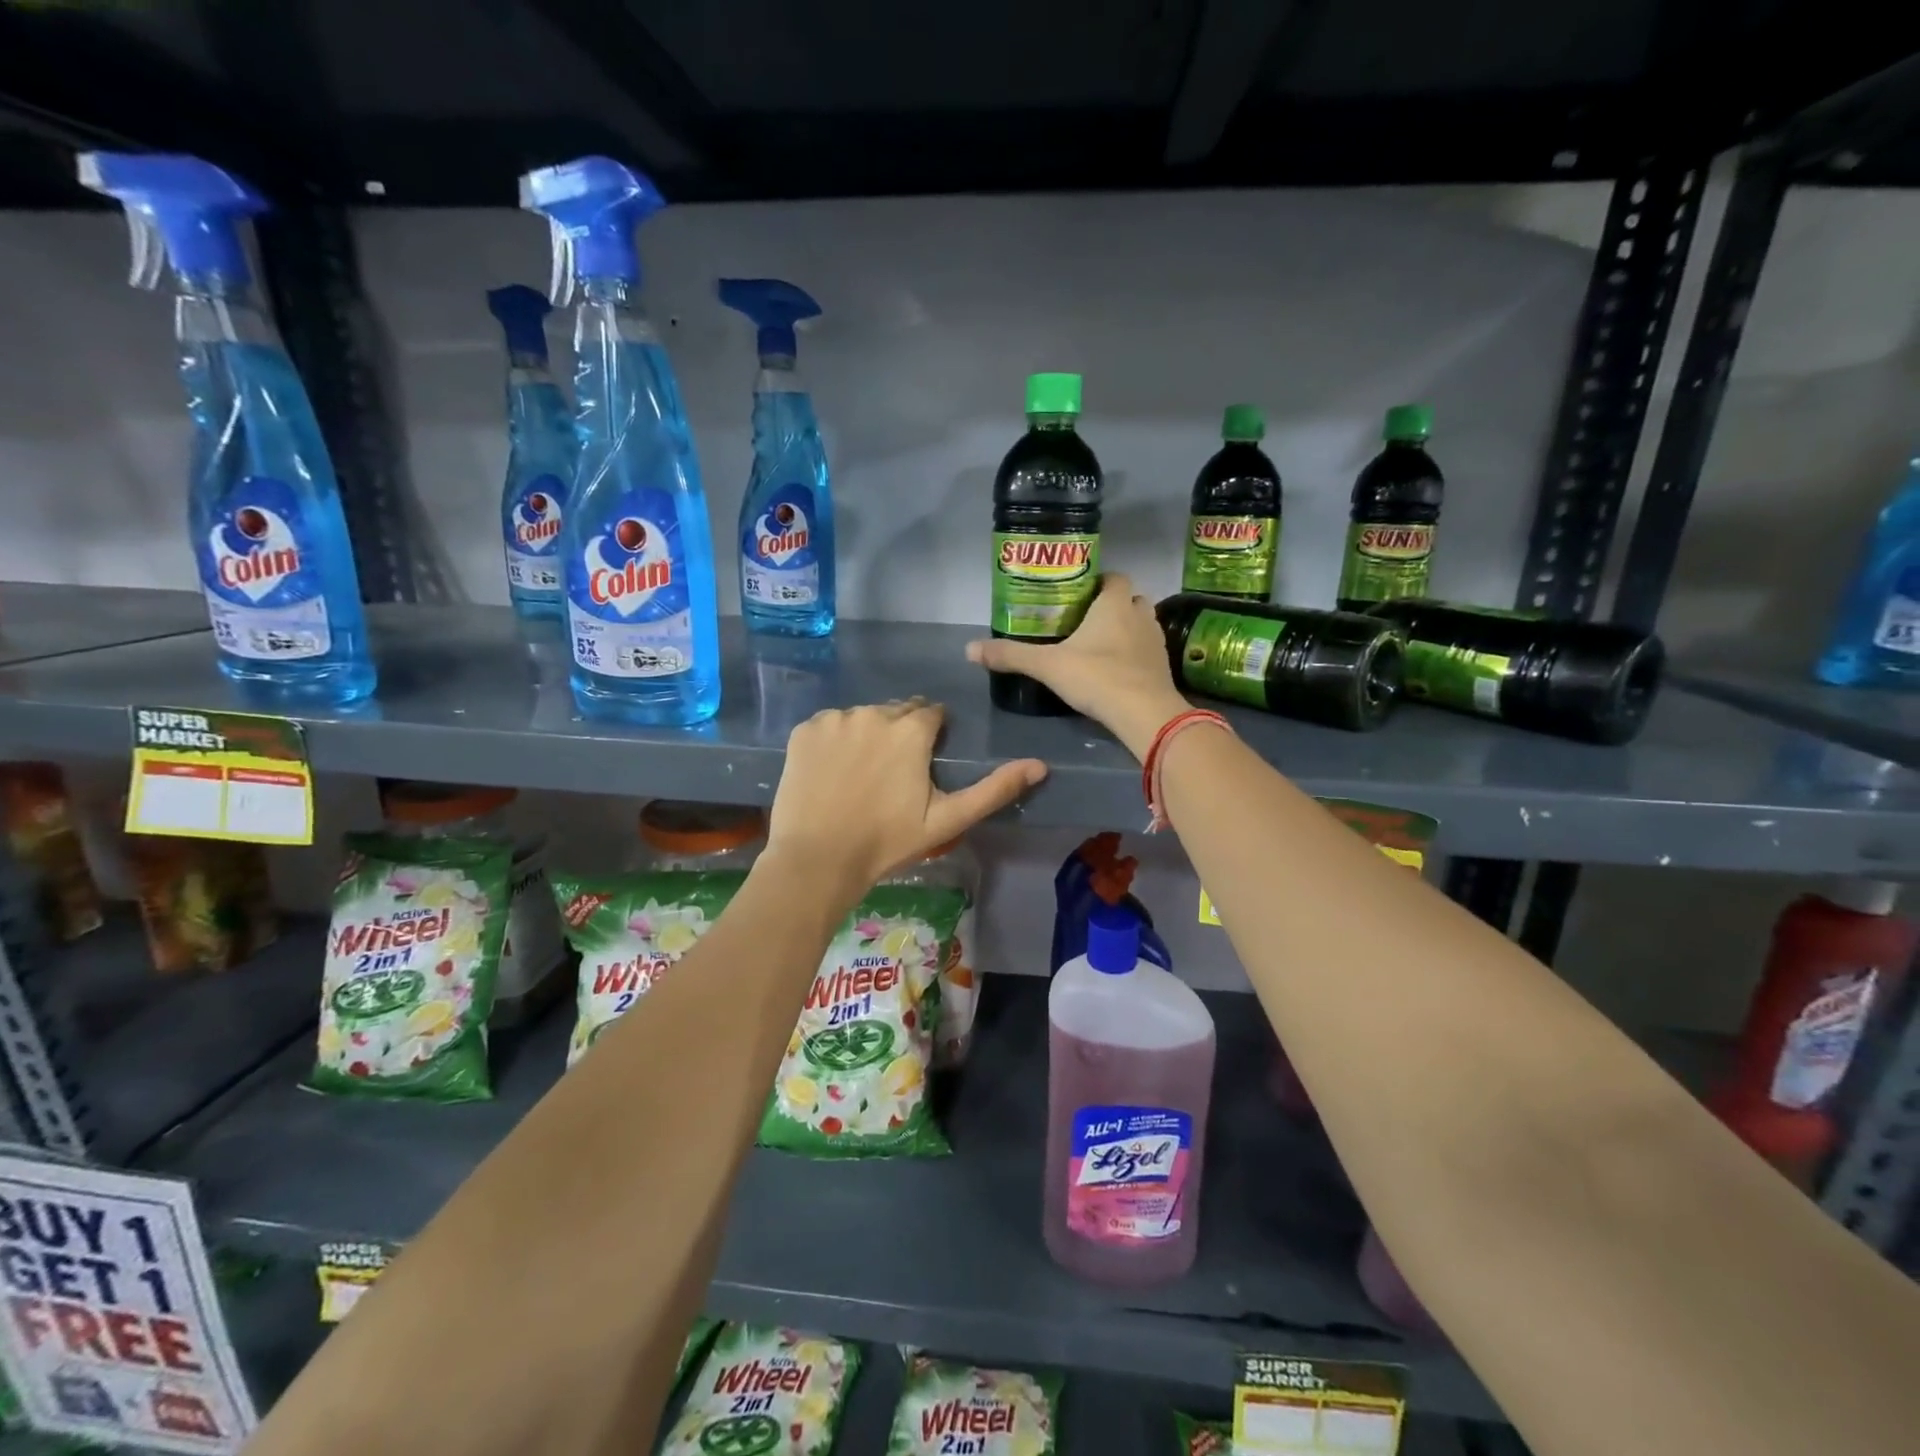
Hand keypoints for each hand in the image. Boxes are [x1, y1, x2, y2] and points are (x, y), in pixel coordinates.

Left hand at [766, 699, 1046, 892]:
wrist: (817, 860)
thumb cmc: (887, 842)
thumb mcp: (948, 819)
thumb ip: (994, 789)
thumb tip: (1040, 765)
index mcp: (911, 728)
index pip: (932, 713)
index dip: (933, 737)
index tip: (923, 765)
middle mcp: (874, 712)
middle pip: (897, 712)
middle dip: (901, 734)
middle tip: (893, 777)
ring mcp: (835, 719)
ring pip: (862, 718)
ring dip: (867, 736)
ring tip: (861, 778)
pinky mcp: (804, 731)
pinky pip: (829, 727)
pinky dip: (834, 743)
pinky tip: (832, 774)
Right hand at [966, 574, 1190, 759]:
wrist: (1144, 713)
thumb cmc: (1096, 677)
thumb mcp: (1047, 666)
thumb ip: (1011, 656)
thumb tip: (969, 649)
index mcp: (1114, 604)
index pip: (1114, 577)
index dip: (1100, 581)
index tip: (1080, 594)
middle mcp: (1140, 615)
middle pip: (1131, 599)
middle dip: (1113, 605)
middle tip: (1087, 620)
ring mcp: (1156, 641)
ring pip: (1142, 624)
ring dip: (1127, 629)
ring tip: (1102, 645)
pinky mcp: (1163, 667)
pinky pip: (1148, 651)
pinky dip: (1135, 654)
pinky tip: (1117, 670)